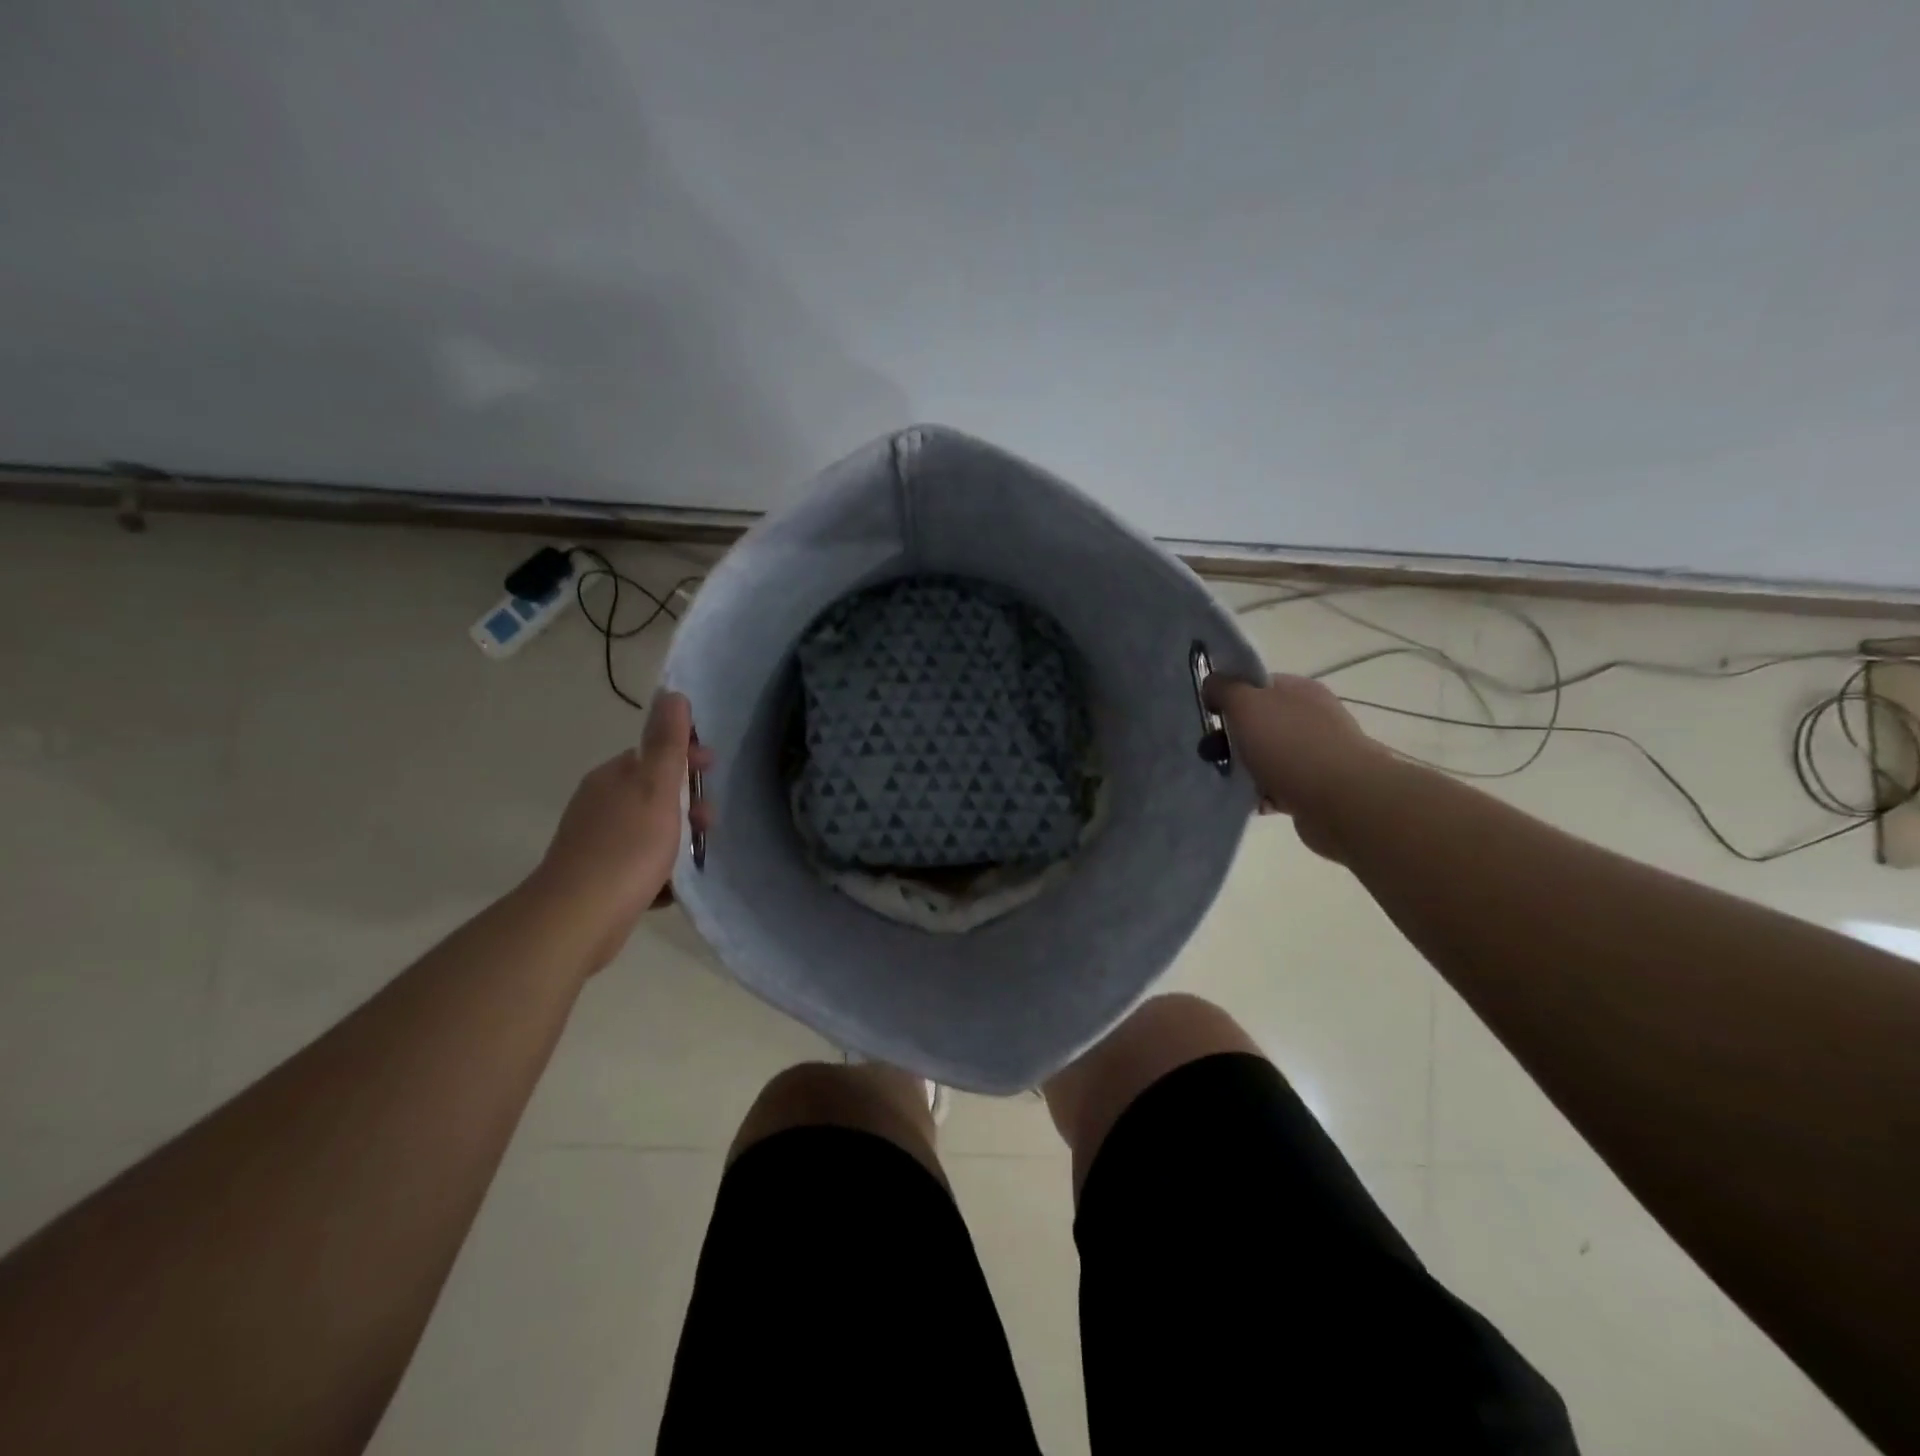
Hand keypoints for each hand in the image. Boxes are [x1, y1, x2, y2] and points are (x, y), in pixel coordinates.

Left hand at [528, 691, 713, 970]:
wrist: (578, 917)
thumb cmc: (626, 847)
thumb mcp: (656, 788)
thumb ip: (667, 743)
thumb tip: (671, 694)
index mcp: (612, 778)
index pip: (653, 754)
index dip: (686, 757)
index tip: (713, 770)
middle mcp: (599, 804)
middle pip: (653, 793)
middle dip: (687, 804)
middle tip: (709, 823)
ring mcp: (595, 842)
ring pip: (648, 830)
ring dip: (677, 839)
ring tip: (695, 857)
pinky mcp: (597, 878)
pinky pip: (638, 865)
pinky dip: (659, 871)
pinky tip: (672, 887)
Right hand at [1205, 673, 1392, 861]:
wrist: (1341, 801)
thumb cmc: (1290, 745)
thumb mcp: (1246, 704)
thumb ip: (1224, 688)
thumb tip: (1212, 684)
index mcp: (1299, 690)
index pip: (1257, 684)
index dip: (1230, 696)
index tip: (1210, 715)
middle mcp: (1311, 717)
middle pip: (1259, 722)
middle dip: (1232, 738)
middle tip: (1212, 753)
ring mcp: (1316, 753)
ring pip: (1266, 757)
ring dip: (1245, 769)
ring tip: (1229, 780)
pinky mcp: (1316, 788)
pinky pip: (1278, 786)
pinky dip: (1262, 794)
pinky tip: (1252, 801)